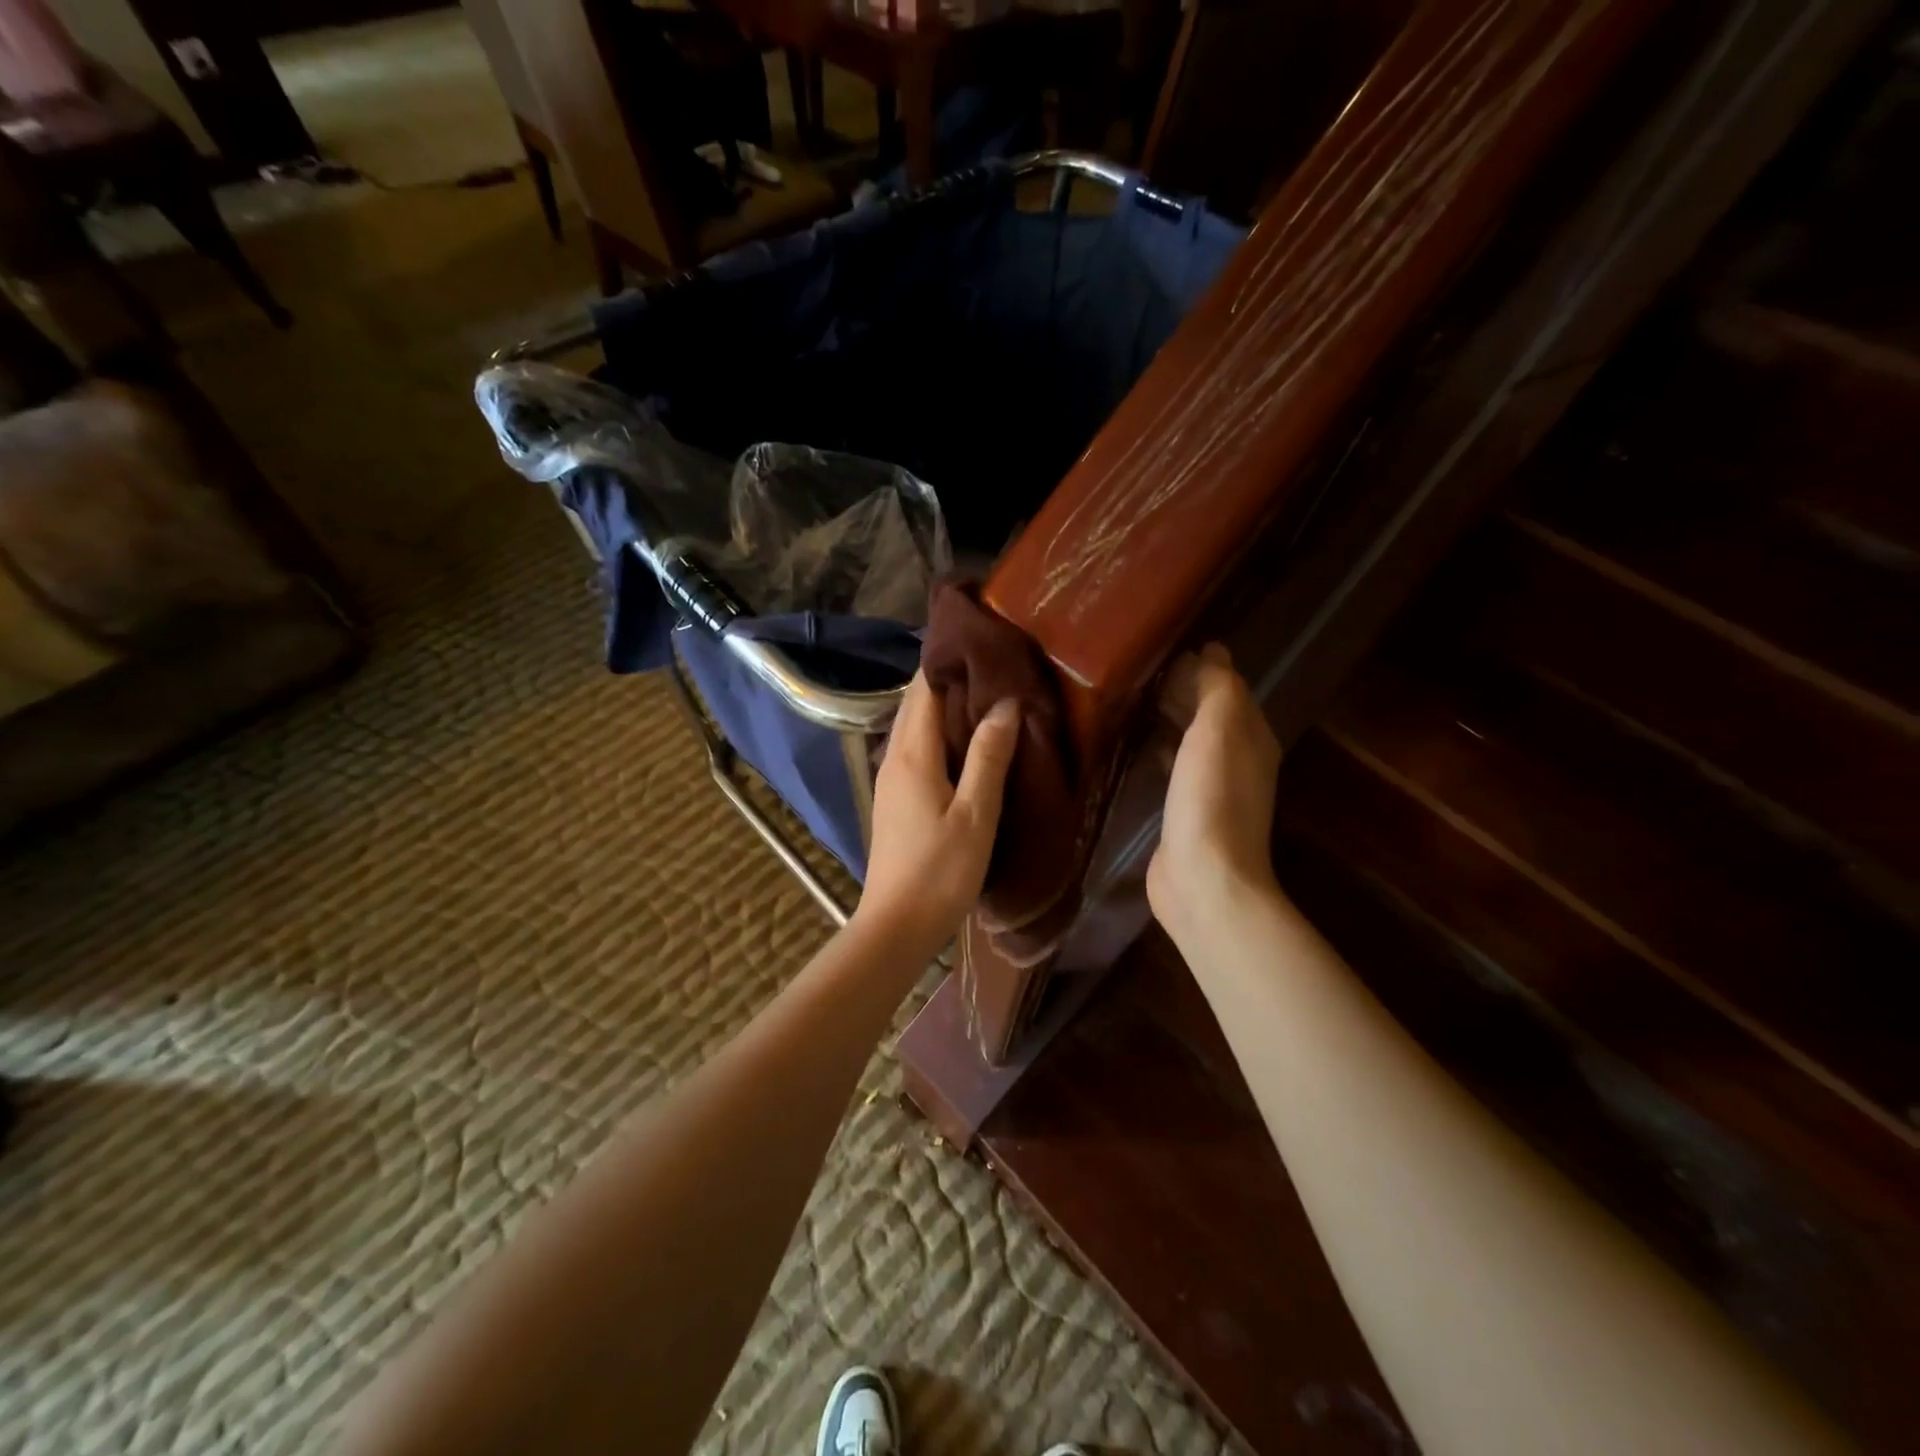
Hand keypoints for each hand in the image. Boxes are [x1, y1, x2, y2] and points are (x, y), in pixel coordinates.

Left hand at [854, 671, 1020, 952]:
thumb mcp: (976, 814)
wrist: (897, 925)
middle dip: (948, 678)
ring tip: (986, 695)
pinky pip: (916, 748)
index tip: (983, 642)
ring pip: (915, 726)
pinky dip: (939, 733)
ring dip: (944, 706)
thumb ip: (989, 757)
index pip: (925, 689)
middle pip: (917, 703)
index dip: (949, 661)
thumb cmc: (941, 871)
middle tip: (992, 663)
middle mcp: (894, 757)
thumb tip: (1005, 703)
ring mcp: (890, 778)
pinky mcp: (895, 798)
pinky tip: (966, 743)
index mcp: (912, 754)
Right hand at [1147, 644, 1283, 945]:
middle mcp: (1238, 759)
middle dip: (1184, 690)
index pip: (1229, 689)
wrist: (1205, 878)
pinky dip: (1161, 748)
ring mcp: (1211, 789)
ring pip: (1191, 739)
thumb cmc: (1212, 798)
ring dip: (1170, 718)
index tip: (1167, 646)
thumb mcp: (1219, 731)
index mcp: (1251, 736)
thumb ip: (1218, 689)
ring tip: (1134, 698)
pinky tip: (1137, 745)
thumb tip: (1214, 651)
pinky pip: (1173, 766)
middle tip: (1142, 669)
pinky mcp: (1186, 812)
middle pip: (1210, 714)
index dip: (1203, 667)